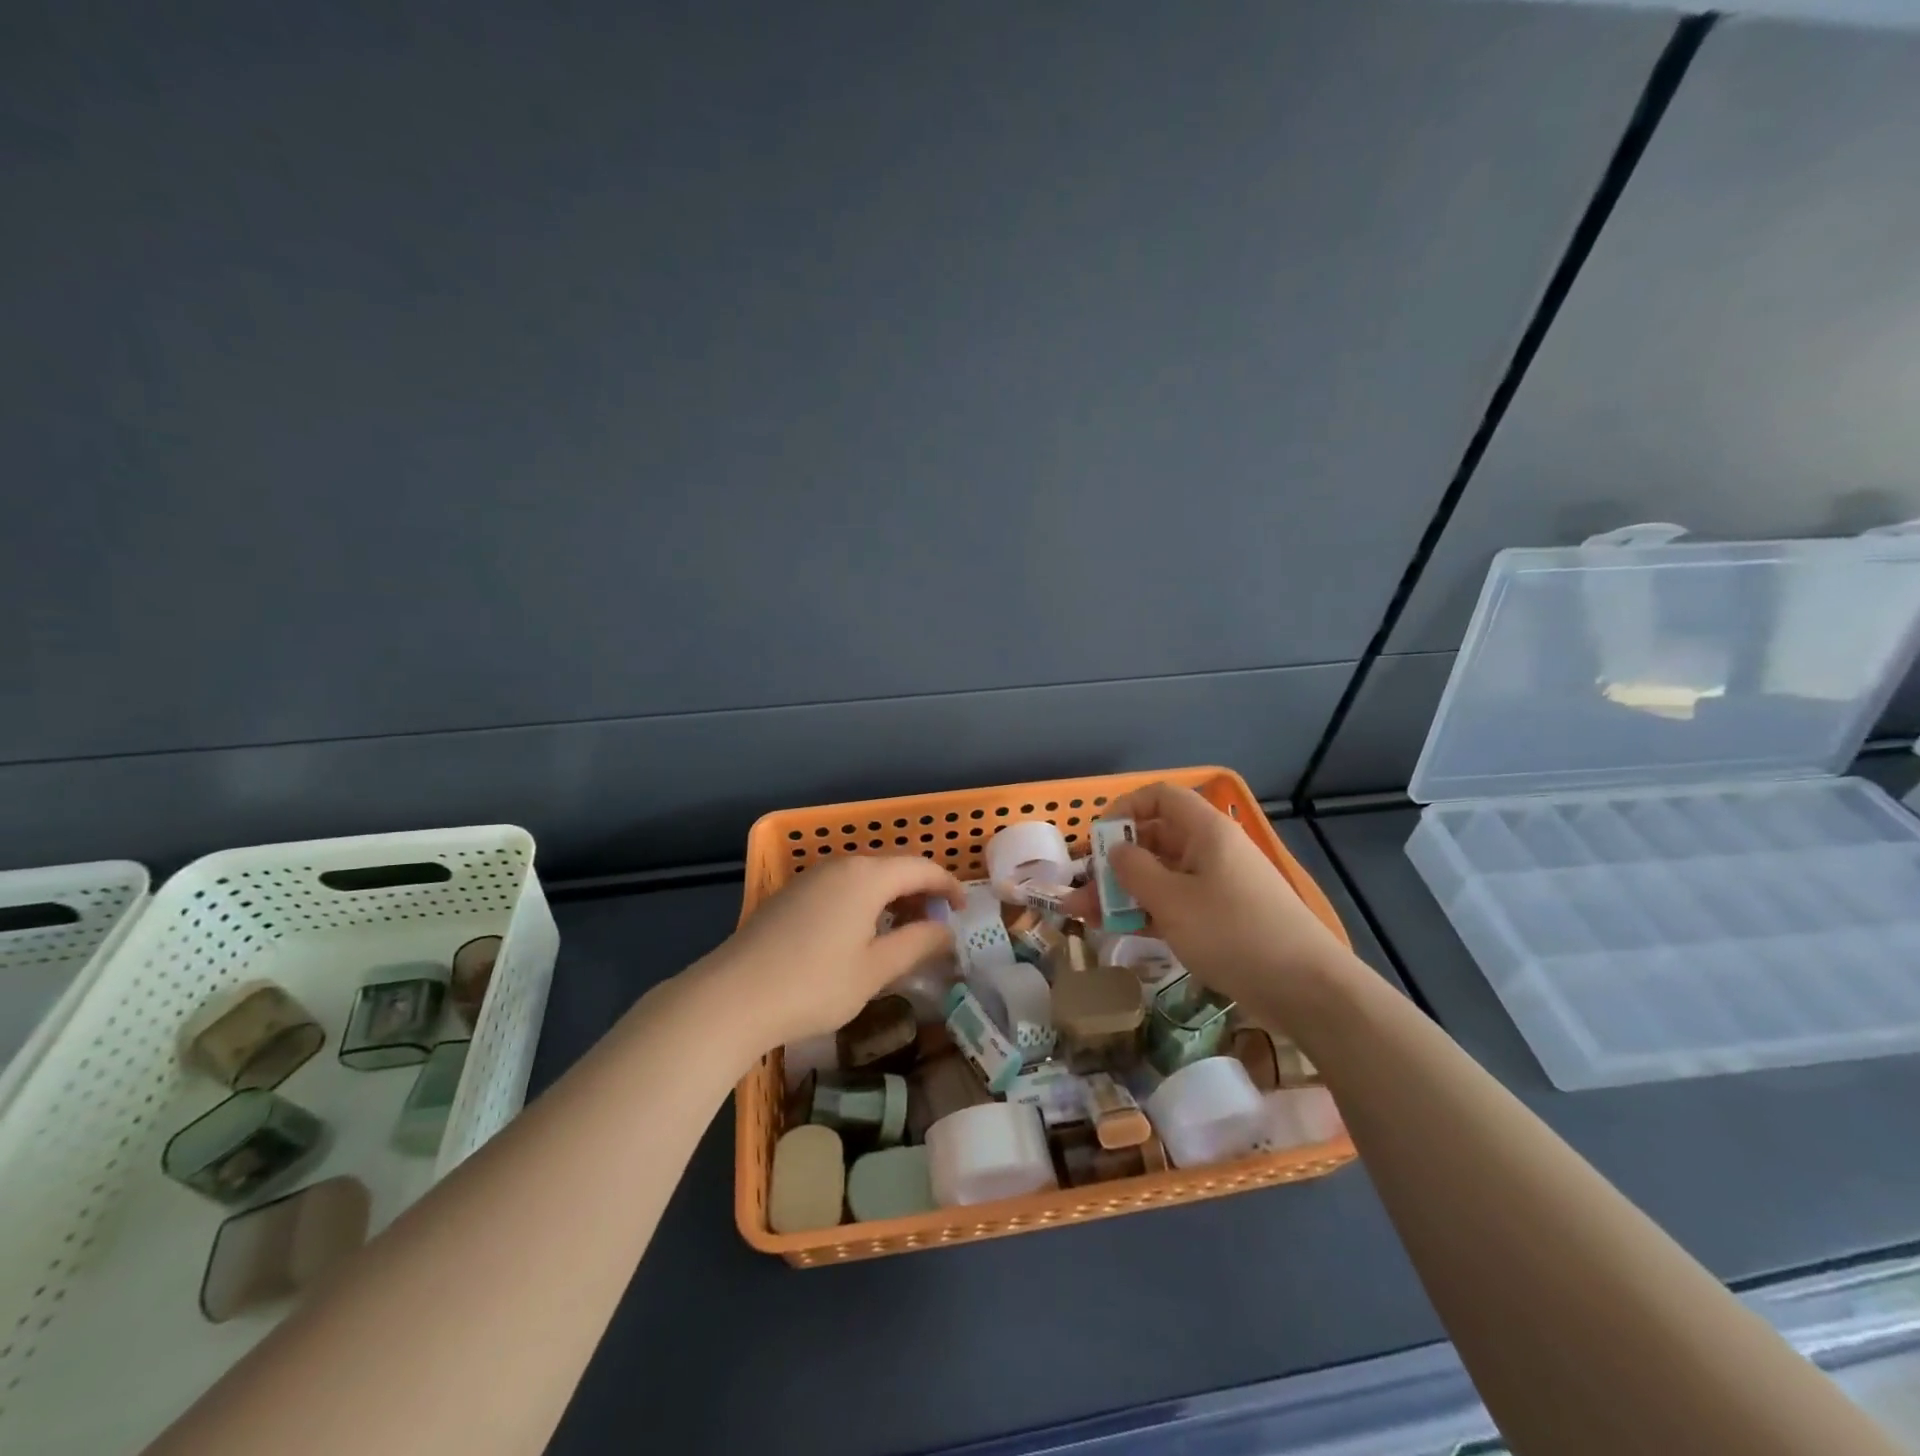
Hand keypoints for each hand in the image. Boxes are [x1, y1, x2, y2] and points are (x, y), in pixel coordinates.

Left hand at [693, 855, 964, 1057]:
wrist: (732, 997)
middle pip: (894, 866)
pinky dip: (865, 901)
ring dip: (892, 896)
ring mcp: (812, 877)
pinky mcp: (792, 894)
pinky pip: (842, 886)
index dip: (949, 886)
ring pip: (866, 876)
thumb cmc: (813, 984)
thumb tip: (945, 931)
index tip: (963, 911)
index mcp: (867, 875)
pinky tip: (862, 933)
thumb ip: (916, 944)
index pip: (922, 868)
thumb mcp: (875, 970)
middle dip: (921, 890)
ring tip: (903, 932)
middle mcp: (841, 865)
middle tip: (937, 925)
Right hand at [1064, 782, 1344, 1008]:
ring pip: (1161, 876)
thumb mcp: (1172, 900)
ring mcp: (1218, 885)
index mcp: (1206, 831)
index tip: (1097, 839)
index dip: (1125, 808)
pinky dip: (1147, 912)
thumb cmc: (1233, 932)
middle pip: (1155, 839)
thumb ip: (1134, 870)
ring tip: (1084, 916)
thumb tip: (1117, 850)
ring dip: (1123, 892)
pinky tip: (1118, 929)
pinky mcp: (1223, 918)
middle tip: (1080, 888)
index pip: (1161, 797)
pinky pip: (1176, 903)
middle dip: (1114, 861)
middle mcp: (1212, 850)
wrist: (1306, 989)